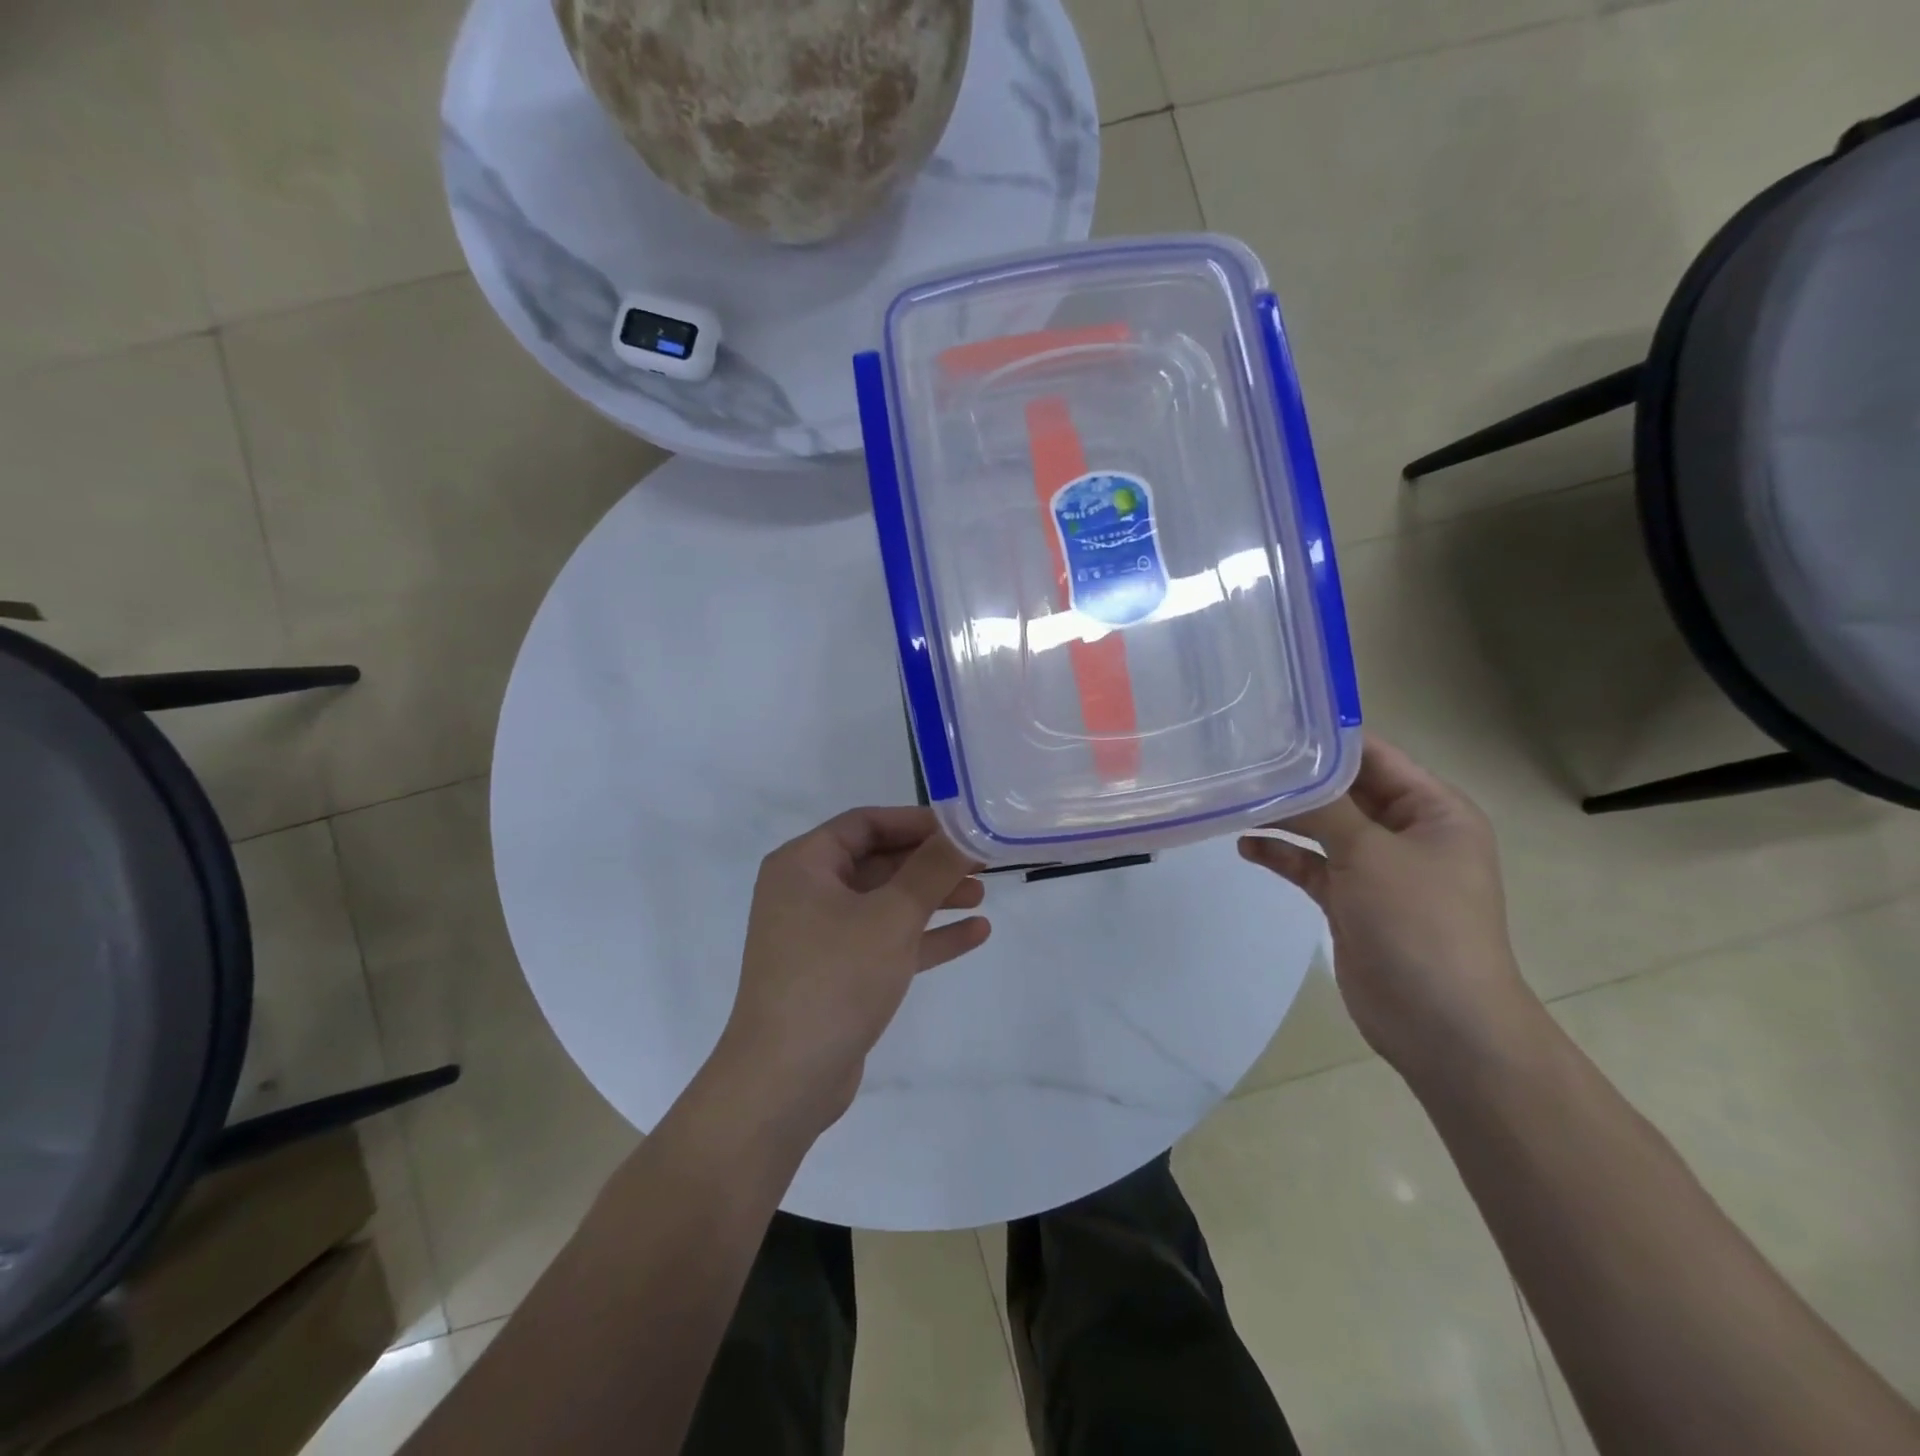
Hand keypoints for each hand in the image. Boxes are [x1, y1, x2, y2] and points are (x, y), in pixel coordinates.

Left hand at [715, 808, 991, 1136]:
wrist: (785, 1080)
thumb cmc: (835, 978)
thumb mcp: (891, 916)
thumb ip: (932, 869)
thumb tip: (964, 829)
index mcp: (803, 864)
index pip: (865, 823)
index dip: (915, 821)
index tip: (961, 828)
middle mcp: (806, 892)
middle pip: (877, 861)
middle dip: (929, 862)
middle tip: (981, 862)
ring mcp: (819, 935)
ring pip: (884, 902)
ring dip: (932, 897)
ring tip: (982, 895)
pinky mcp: (836, 973)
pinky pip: (884, 940)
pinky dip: (924, 936)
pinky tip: (974, 934)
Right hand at [1238, 735, 1540, 1080]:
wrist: (1442, 1025)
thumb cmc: (1419, 925)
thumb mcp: (1371, 854)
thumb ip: (1326, 807)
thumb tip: (1286, 768)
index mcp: (1433, 810)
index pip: (1375, 757)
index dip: (1326, 738)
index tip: (1272, 721)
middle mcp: (1408, 833)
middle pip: (1345, 792)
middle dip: (1297, 779)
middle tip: (1241, 758)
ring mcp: (1379, 870)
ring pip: (1325, 829)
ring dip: (1285, 817)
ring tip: (1236, 799)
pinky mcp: (1353, 902)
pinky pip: (1313, 866)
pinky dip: (1284, 855)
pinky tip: (1247, 847)